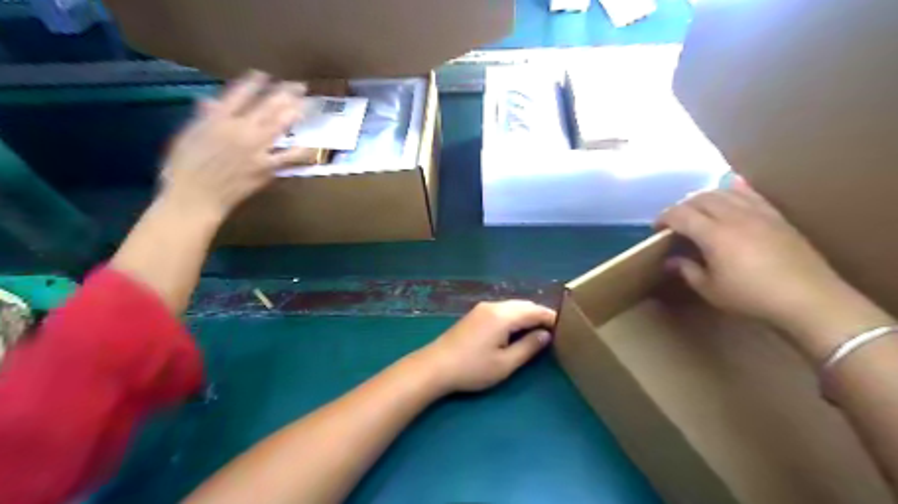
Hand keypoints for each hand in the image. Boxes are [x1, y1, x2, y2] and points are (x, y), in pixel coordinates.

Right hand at [160, 69, 312, 218]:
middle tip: (299, 86)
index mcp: (218, 120)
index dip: (255, 83)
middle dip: (285, 93)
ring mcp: (256, 149)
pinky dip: (302, 150)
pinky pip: (289, 157)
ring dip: (294, 113)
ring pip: (280, 126)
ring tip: (307, 104)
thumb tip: (210, 102)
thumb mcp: (188, 136)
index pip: (240, 94)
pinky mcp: (266, 167)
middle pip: (267, 106)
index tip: (265, 75)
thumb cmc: (184, 168)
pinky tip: (313, 145)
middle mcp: (240, 130)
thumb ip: (204, 119)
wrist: (196, 197)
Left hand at [420, 299, 555, 393]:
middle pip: (523, 305)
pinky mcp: (475, 314)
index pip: (534, 311)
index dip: (551, 318)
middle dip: (540, 314)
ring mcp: (482, 308)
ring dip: (527, 314)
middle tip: (554, 329)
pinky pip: (502, 309)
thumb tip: (545, 335)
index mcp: (503, 316)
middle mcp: (494, 306)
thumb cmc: (472, 368)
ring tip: (539, 329)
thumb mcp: (505, 363)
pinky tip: (517, 328)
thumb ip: (528, 347)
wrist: (436, 366)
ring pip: (512, 306)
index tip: (565, 327)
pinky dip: (514, 315)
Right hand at [658, 186, 886, 357]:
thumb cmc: (752, 298)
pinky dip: (733, 193)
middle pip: (701, 198)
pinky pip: (750, 194)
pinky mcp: (776, 216)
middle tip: (676, 222)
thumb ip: (687, 271)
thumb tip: (672, 261)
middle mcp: (734, 217)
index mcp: (714, 234)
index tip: (657, 229)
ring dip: (705, 198)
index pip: (681, 214)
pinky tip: (730, 200)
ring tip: (699, 212)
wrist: (809, 300)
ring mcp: (758, 213)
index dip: (664, 218)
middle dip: (682, 206)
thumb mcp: (710, 290)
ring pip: (724, 192)